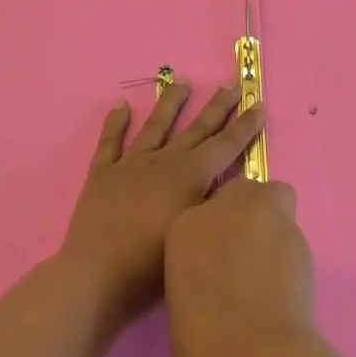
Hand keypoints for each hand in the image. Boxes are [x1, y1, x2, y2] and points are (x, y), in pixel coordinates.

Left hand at [60, 81, 265, 321]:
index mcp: (190, 176)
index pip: (225, 145)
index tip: (258, 103)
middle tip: (232, 83)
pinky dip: (115, 123)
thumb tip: (231, 185)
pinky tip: (121, 106)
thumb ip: (214, 206)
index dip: (244, 126)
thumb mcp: (196, 234)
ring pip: (156, 125)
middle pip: (196, 128)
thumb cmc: (151, 267)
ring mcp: (131, 164)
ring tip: (181, 80)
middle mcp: (164, 161)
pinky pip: (110, 142)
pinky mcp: (103, 174)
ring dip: (171, 102)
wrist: (96, 276)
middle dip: (218, 106)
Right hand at [164, 178, 317, 356]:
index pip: (205, 212)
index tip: (224, 265)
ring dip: (275, 231)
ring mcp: (257, 211)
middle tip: (252, 258)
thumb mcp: (185, 300)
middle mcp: (218, 208)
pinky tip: (289, 288)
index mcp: (181, 228)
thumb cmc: (204, 348)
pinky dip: (292, 255)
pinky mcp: (292, 226)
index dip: (219, 237)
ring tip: (274, 279)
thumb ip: (202, 269)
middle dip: (251, 216)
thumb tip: (225, 272)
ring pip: (276, 203)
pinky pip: (293, 232)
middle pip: (244, 192)